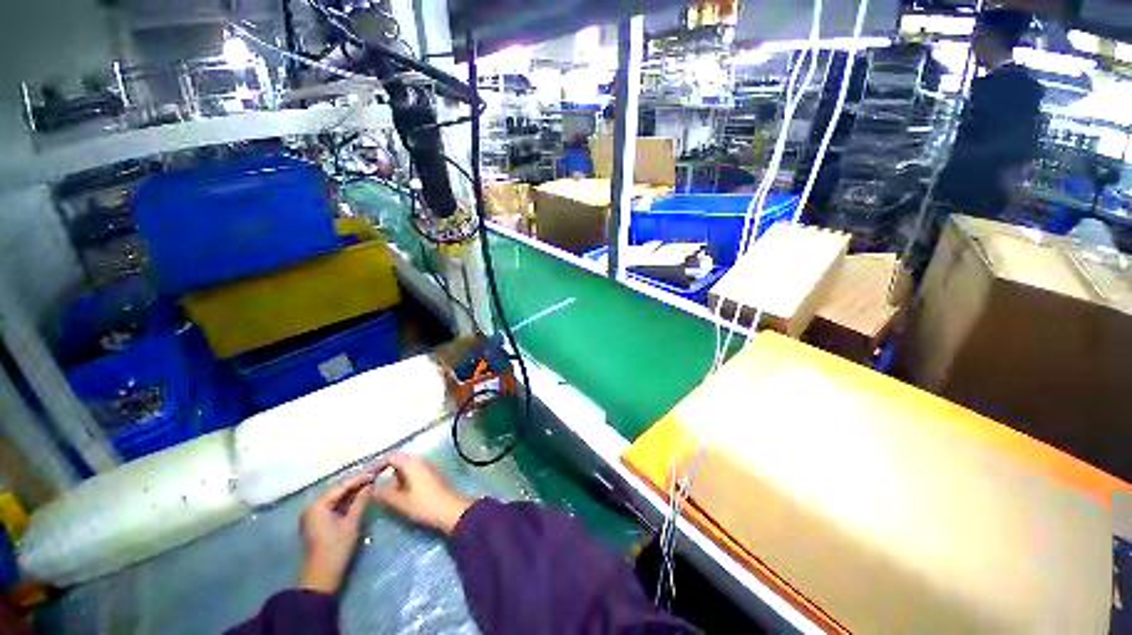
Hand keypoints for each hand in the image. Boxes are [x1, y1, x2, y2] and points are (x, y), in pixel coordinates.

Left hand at [299, 472, 372, 593]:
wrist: (321, 578)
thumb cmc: (336, 549)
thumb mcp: (351, 523)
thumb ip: (361, 501)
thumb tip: (370, 484)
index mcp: (318, 505)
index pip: (342, 486)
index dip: (360, 478)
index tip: (377, 472)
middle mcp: (313, 507)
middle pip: (339, 490)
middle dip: (357, 483)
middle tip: (376, 475)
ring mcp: (314, 515)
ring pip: (337, 498)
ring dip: (353, 491)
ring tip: (371, 483)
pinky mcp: (319, 523)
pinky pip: (335, 506)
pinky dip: (348, 501)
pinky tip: (361, 497)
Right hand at [370, 453, 473, 535]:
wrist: (451, 511)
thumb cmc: (424, 505)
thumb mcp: (400, 502)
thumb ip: (384, 493)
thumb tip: (372, 487)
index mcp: (412, 464)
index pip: (392, 456)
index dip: (378, 465)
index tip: (367, 477)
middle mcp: (421, 461)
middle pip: (400, 461)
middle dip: (387, 472)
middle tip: (375, 487)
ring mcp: (428, 468)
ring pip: (407, 468)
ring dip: (396, 478)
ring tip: (386, 493)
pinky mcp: (432, 476)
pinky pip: (415, 473)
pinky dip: (405, 481)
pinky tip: (402, 495)